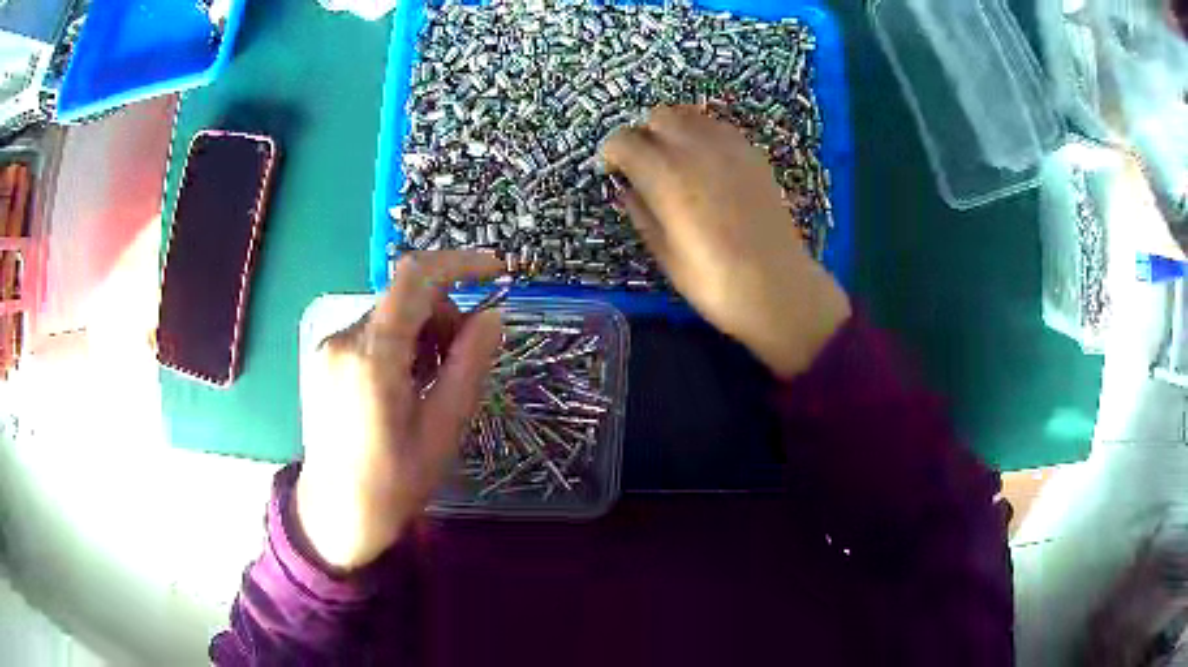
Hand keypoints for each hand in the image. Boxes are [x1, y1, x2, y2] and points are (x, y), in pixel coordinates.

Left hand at [296, 251, 503, 570]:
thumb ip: (469, 366)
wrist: (335, 515)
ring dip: (423, 334)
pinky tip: (405, 386)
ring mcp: (328, 347)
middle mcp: (343, 339)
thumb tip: (494, 316)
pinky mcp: (324, 358)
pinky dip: (400, 344)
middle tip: (463, 363)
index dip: (460, 264)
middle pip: (406, 298)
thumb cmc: (392, 484)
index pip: (415, 278)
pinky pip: (373, 333)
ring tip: (432, 384)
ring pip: (391, 315)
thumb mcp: (442, 430)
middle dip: (445, 316)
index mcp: (372, 357)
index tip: (496, 272)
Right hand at [602, 105, 850, 377]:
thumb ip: (642, 213)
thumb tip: (629, 189)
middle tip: (644, 164)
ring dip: (674, 130)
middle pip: (658, 116)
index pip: (624, 140)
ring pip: (690, 115)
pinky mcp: (753, 155)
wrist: (778, 288)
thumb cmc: (714, 282)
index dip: (612, 153)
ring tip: (675, 160)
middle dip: (643, 134)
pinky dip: (703, 135)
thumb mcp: (665, 254)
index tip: (613, 170)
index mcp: (666, 177)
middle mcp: (695, 150)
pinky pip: (719, 128)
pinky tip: (706, 164)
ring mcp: (729, 148)